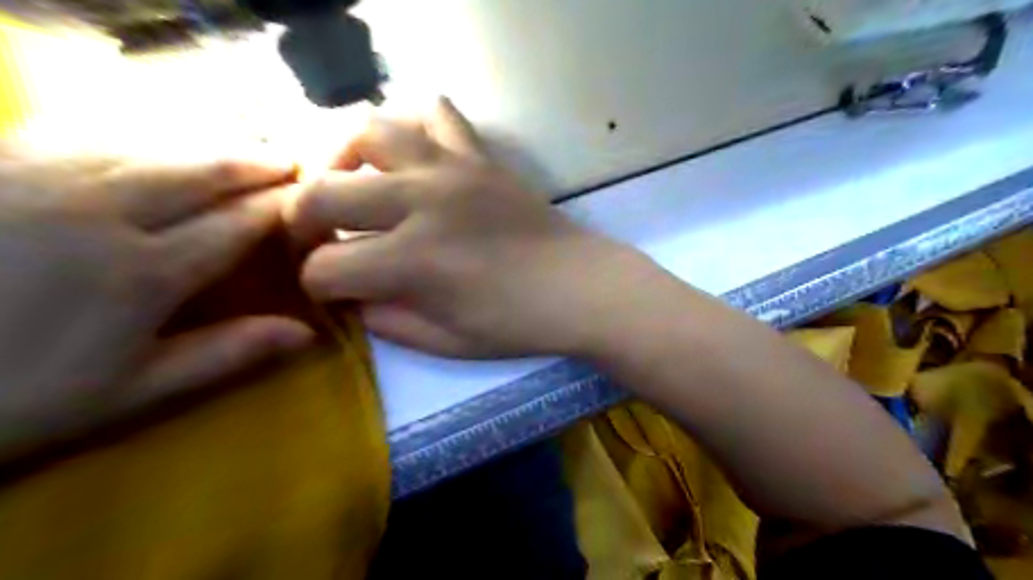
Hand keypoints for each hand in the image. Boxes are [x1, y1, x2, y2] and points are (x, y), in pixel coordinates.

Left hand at [0, 151, 313, 457]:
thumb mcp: (131, 391)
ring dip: (205, 144)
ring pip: (151, 145)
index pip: (237, 224)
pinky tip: (156, 141)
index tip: (312, 200)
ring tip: (242, 145)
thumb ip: (225, 354)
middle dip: (254, 164)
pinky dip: (139, 135)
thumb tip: (306, 335)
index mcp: (144, 270)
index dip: (280, 208)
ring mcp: (42, 179)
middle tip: (290, 159)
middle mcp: (103, 211)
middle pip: (201, 172)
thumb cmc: (11, 393)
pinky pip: (86, 134)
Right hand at [286, 97, 647, 358]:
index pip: (326, 268)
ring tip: (351, 183)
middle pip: (323, 193)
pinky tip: (408, 155)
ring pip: (368, 131)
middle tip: (319, 236)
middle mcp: (422, 203)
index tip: (333, 291)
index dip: (318, 285)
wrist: (582, 287)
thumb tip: (351, 298)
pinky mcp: (480, 156)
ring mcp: (453, 170)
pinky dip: (410, 125)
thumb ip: (386, 321)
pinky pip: (436, 113)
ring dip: (342, 158)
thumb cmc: (518, 324)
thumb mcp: (446, 342)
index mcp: (413, 262)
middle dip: (303, 219)